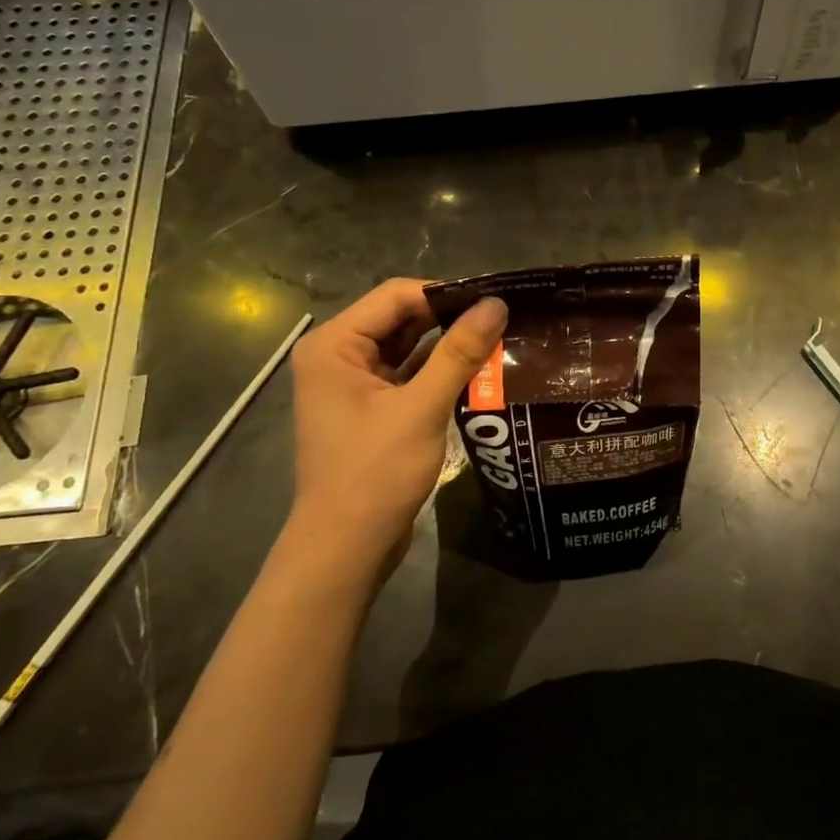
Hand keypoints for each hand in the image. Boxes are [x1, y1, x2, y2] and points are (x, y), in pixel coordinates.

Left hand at [279, 280, 505, 592]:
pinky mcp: (370, 408)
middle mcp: (338, 355)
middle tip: (504, 319)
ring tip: (500, 339)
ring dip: (449, 346)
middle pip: (401, 318)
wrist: (346, 546)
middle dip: (450, 318)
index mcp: (334, 344)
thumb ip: (459, 352)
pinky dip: (439, 372)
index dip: (446, 293)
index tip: (496, 299)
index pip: (396, 295)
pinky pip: (408, 375)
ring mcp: (353, 383)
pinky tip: (479, 372)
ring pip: (408, 347)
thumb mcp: (421, 408)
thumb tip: (496, 304)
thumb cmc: (375, 473)